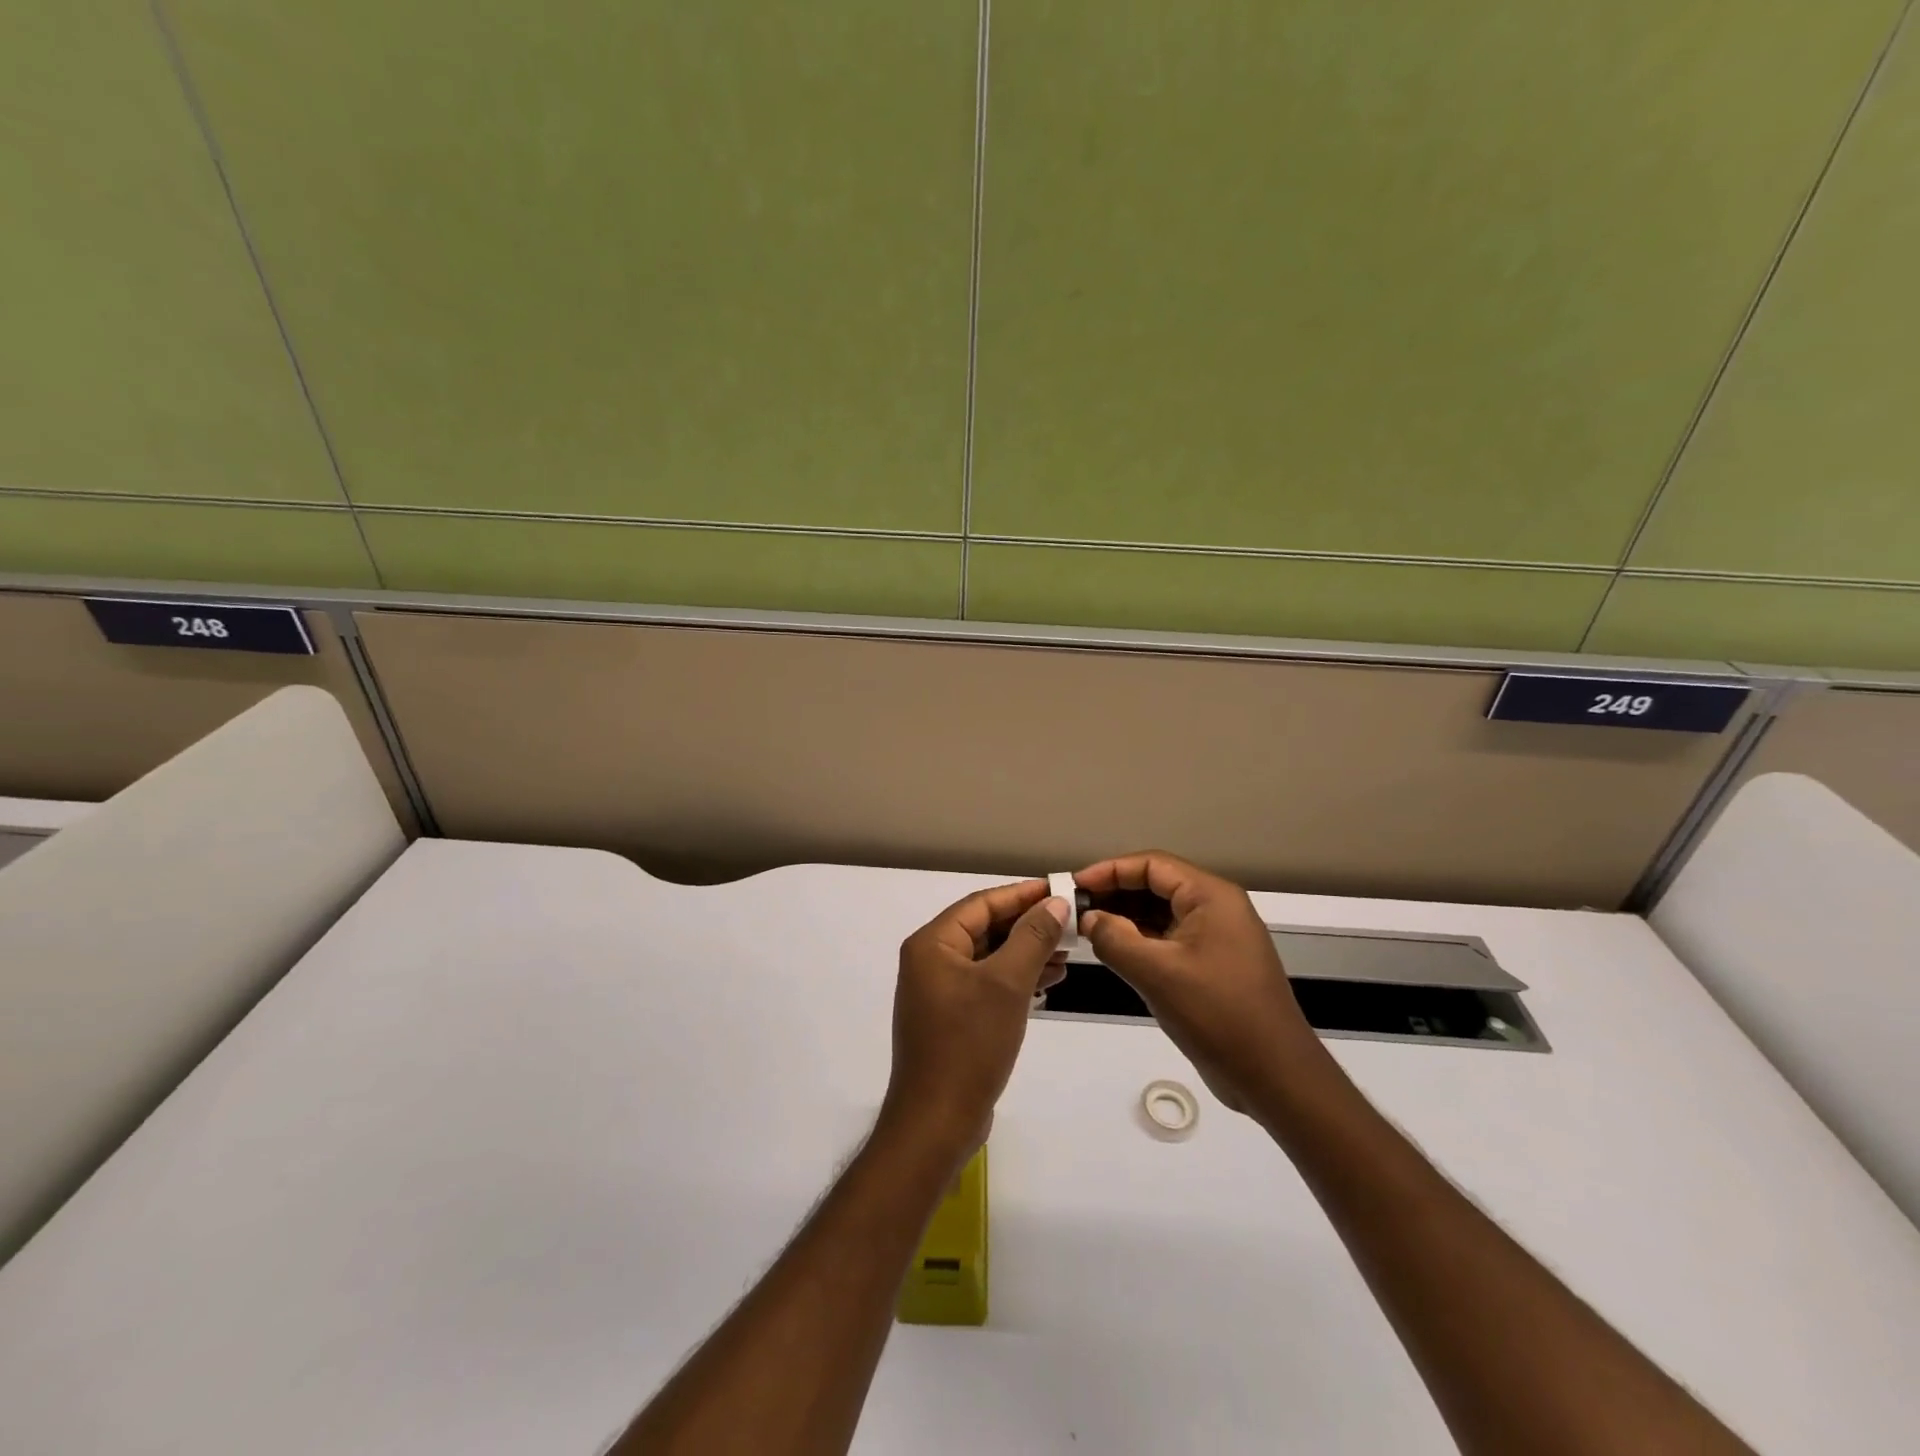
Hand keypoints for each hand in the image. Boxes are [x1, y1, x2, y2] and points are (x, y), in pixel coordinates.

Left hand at [879, 880, 1068, 1161]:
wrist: (937, 1122)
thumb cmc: (969, 1044)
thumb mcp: (1007, 984)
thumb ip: (1032, 938)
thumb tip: (1055, 902)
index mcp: (933, 944)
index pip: (982, 903)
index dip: (1022, 894)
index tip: (1060, 889)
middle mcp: (930, 960)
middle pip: (984, 928)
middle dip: (1027, 925)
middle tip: (1070, 923)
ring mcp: (938, 991)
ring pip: (988, 957)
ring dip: (1025, 953)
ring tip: (1068, 953)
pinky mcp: (950, 1017)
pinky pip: (986, 984)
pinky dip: (1014, 979)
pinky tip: (1046, 983)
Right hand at [1076, 851, 1324, 1115]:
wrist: (1275, 1076)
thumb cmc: (1218, 1014)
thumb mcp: (1157, 974)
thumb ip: (1115, 939)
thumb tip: (1088, 920)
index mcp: (1211, 897)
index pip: (1152, 865)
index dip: (1109, 870)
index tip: (1074, 886)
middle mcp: (1215, 908)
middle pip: (1156, 885)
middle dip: (1114, 893)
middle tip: (1074, 909)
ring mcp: (1215, 938)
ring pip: (1160, 913)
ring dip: (1124, 918)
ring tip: (1085, 929)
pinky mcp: (1211, 965)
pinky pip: (1168, 939)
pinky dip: (1139, 941)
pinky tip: (1112, 951)